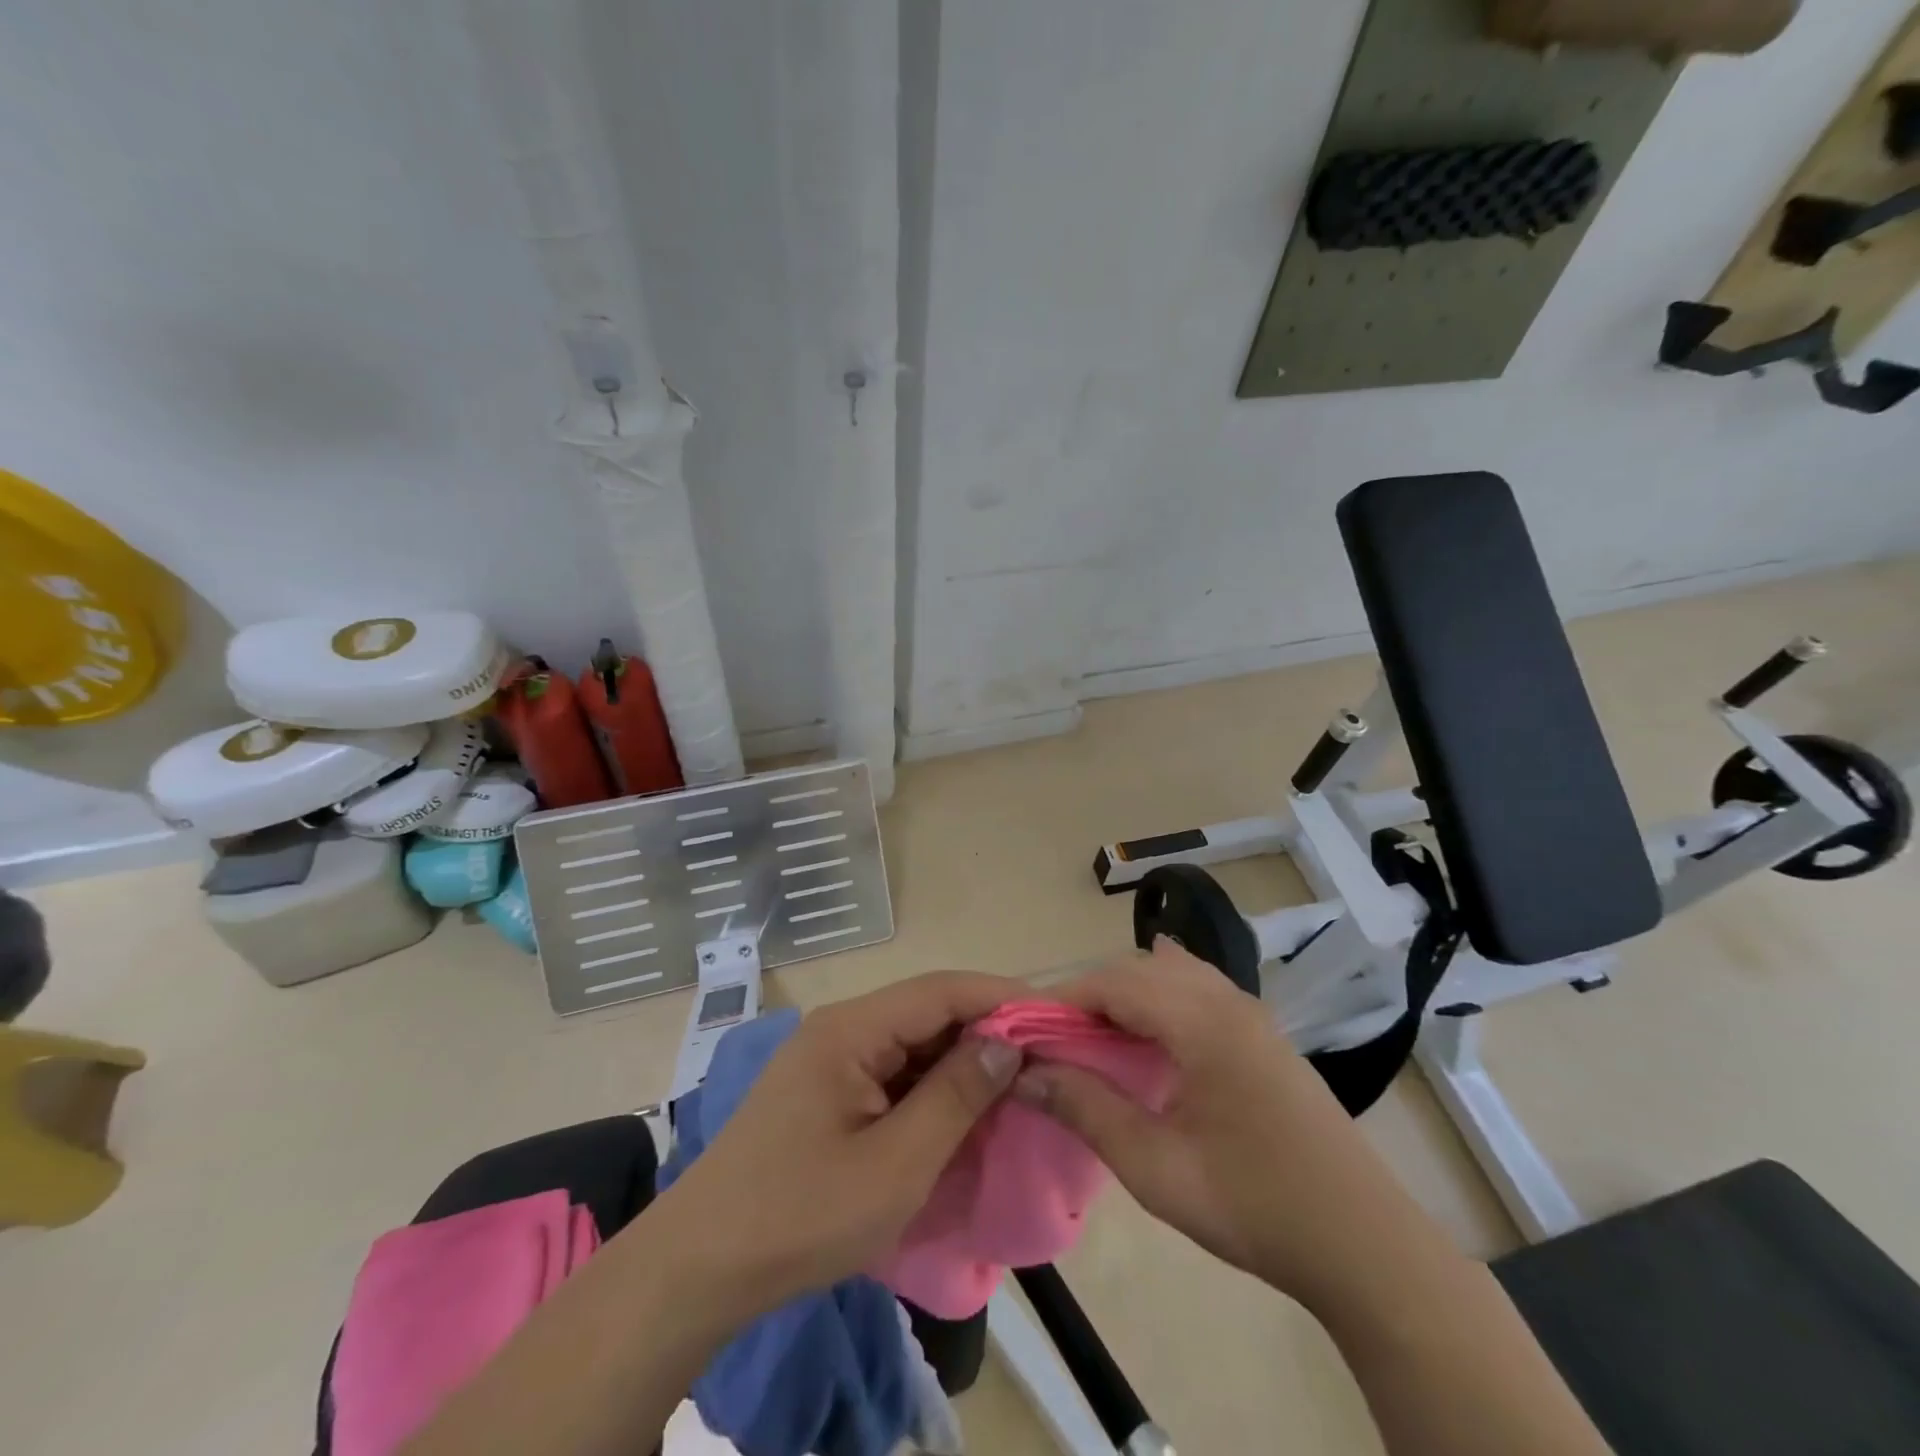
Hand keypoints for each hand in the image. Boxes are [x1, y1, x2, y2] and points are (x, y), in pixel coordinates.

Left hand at [650, 971, 1023, 1319]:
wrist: (700, 1268)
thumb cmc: (802, 1214)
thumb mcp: (896, 1164)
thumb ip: (957, 1096)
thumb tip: (1008, 1042)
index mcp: (852, 1029)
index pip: (941, 990)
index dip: (1001, 997)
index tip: (1055, 1016)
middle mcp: (842, 1028)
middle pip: (927, 1011)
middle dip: (986, 1030)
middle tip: (1045, 1057)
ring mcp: (831, 1058)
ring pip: (912, 1042)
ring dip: (961, 1061)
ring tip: (1016, 1083)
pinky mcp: (828, 1089)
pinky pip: (893, 1072)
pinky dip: (932, 1087)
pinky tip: (963, 1110)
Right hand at [1015, 940, 1412, 1305]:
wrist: (1363, 1243)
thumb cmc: (1253, 1204)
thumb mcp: (1156, 1166)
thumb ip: (1086, 1109)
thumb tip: (1027, 1073)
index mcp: (1201, 1020)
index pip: (1113, 982)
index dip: (1063, 1000)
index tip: (1027, 1032)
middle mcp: (1226, 999)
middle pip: (1140, 969)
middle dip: (1091, 995)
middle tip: (1057, 1042)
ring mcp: (1251, 1012)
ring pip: (1171, 973)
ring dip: (1127, 994)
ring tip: (1097, 1038)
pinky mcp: (1263, 1032)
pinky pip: (1199, 988)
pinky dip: (1162, 995)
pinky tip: (1151, 1025)